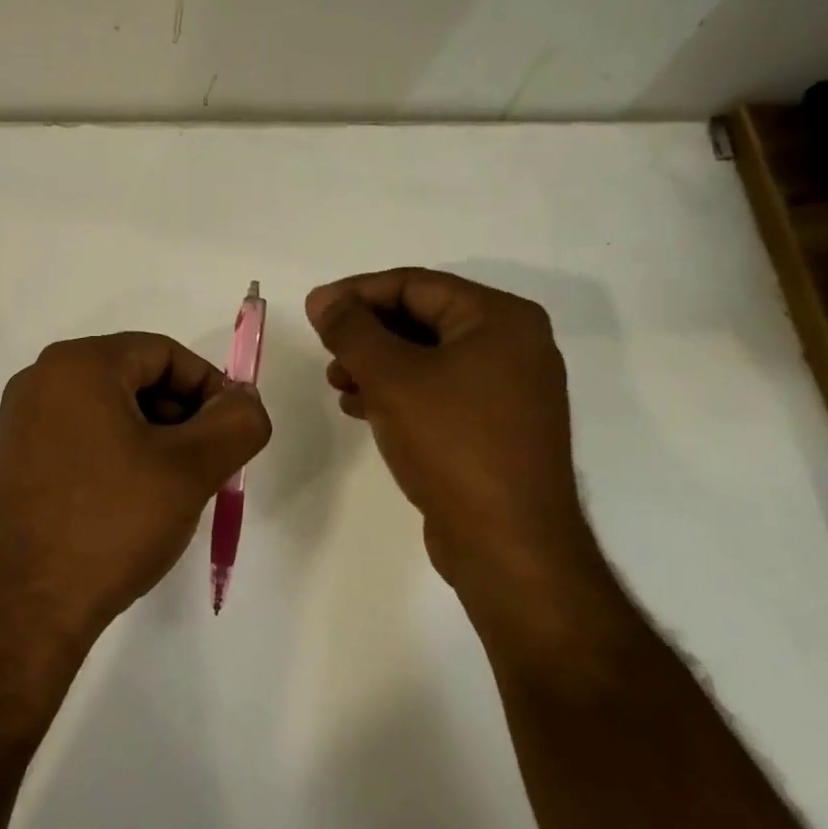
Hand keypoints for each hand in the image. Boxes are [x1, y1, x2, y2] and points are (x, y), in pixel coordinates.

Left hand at [0, 333, 271, 662]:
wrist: (22, 612)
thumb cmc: (110, 525)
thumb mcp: (191, 470)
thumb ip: (236, 423)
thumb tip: (244, 400)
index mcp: (76, 365)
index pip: (163, 353)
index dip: (209, 388)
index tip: (230, 434)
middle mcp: (37, 382)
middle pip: (131, 379)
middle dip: (178, 416)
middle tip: (205, 466)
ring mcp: (14, 425)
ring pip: (102, 412)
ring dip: (147, 440)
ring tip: (168, 492)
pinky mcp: (4, 466)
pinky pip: (72, 441)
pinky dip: (109, 458)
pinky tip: (123, 508)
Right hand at [306, 268, 597, 599]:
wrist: (508, 544)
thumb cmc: (452, 444)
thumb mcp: (391, 376)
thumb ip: (351, 329)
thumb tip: (323, 298)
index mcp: (500, 319)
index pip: (415, 284)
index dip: (357, 293)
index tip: (314, 311)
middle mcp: (512, 345)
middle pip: (422, 319)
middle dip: (367, 333)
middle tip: (326, 349)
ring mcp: (508, 388)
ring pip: (427, 357)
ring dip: (376, 364)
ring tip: (337, 383)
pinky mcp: (496, 426)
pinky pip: (438, 390)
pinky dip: (398, 392)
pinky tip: (361, 408)